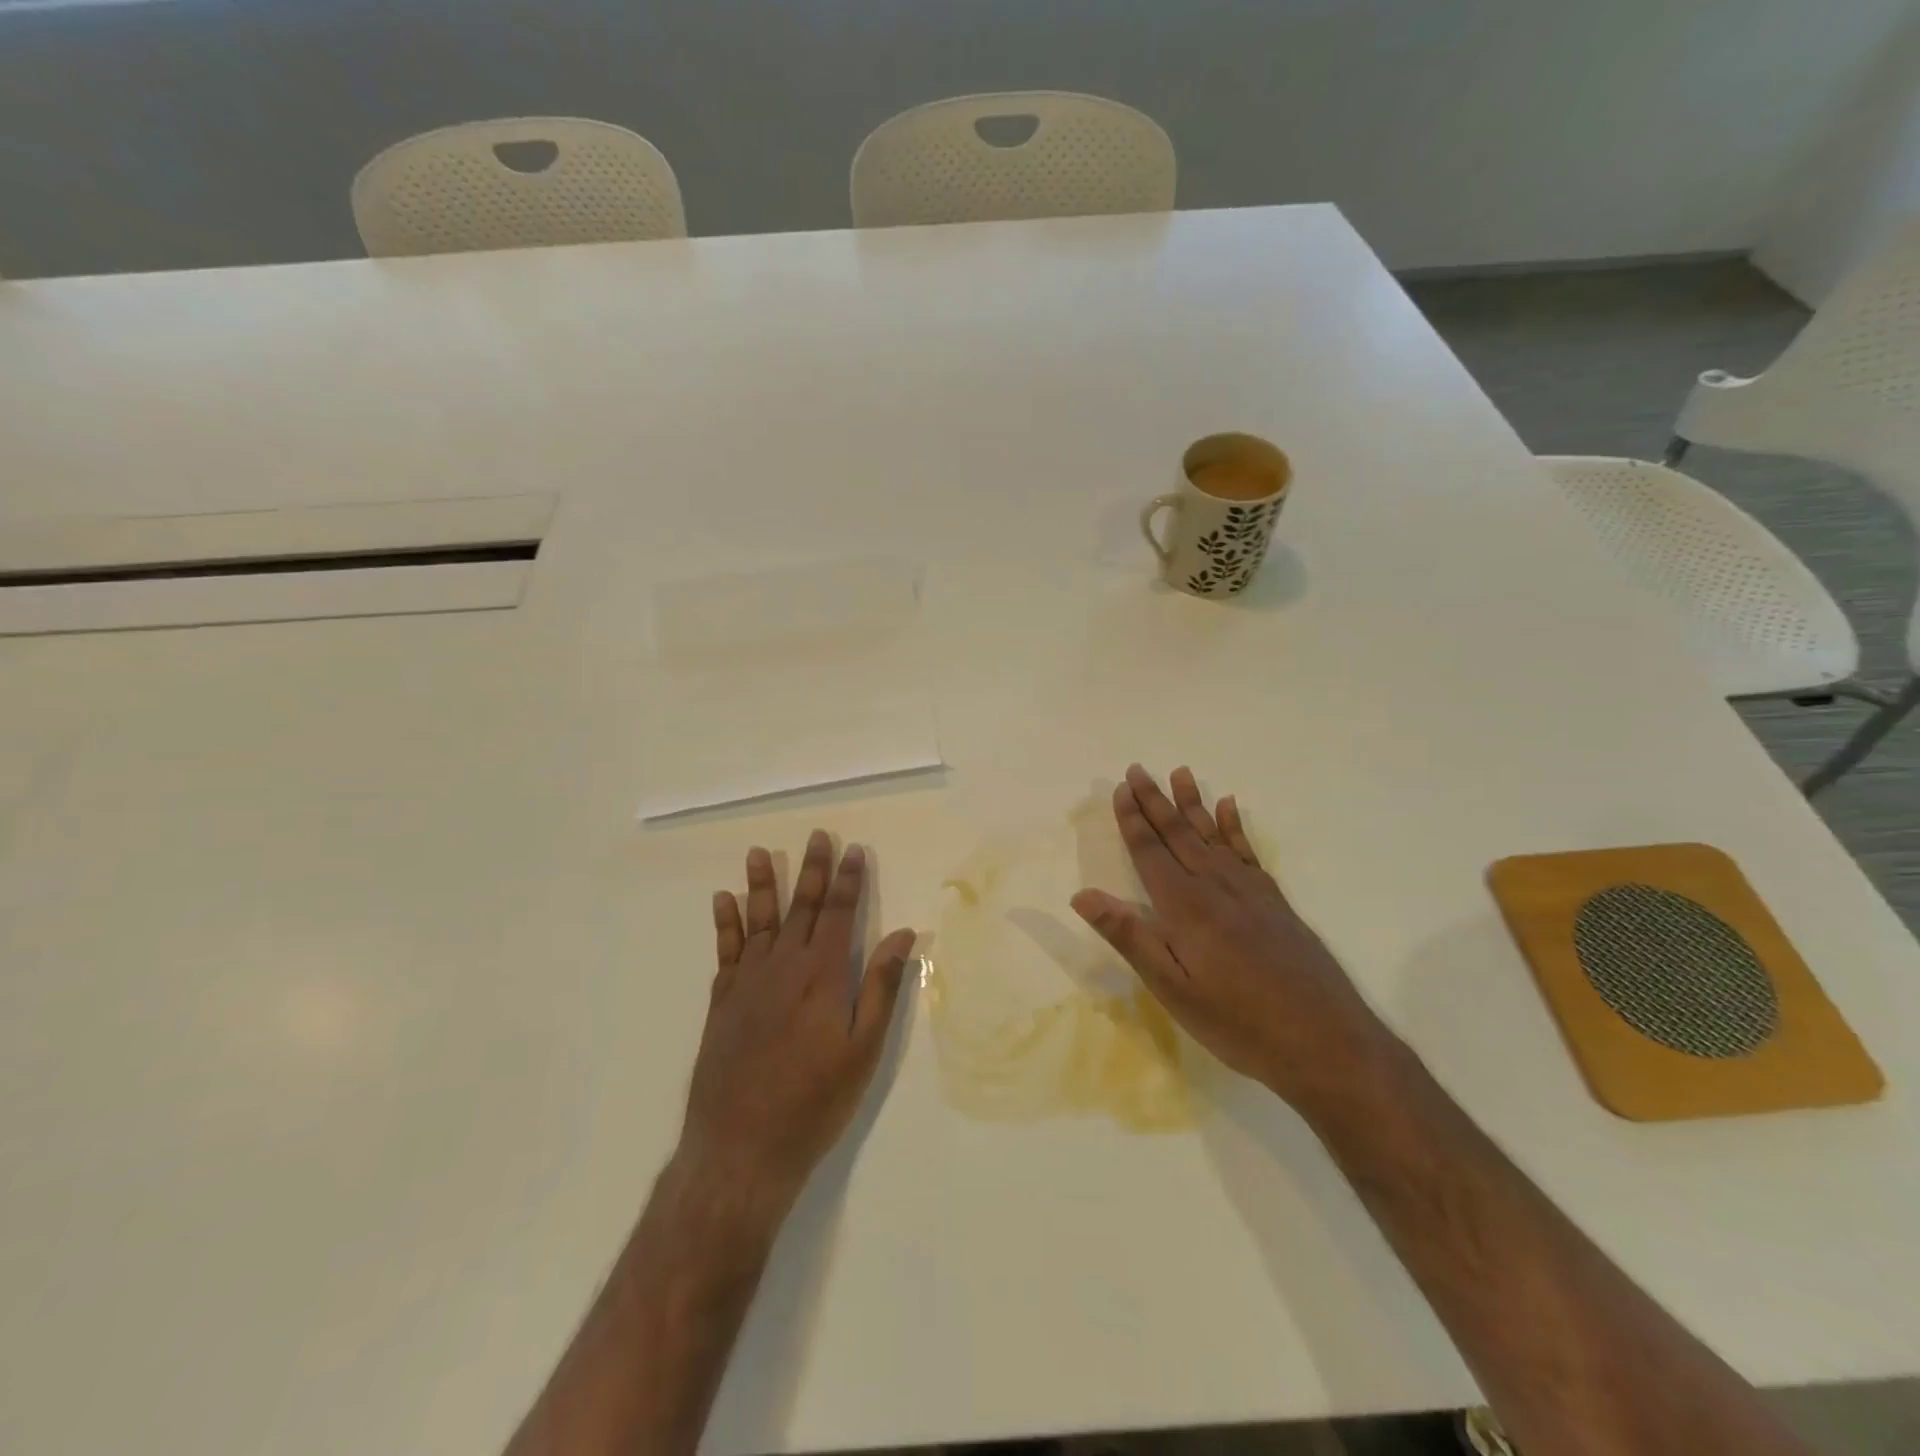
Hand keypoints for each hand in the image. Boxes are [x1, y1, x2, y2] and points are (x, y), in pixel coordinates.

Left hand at [681, 832, 917, 1213]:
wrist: (742, 1146)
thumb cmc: (815, 1100)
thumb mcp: (863, 1049)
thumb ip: (881, 987)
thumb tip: (903, 933)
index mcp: (823, 975)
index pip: (839, 914)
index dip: (848, 880)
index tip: (853, 850)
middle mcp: (784, 966)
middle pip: (801, 907)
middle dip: (812, 870)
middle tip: (817, 835)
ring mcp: (748, 981)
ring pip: (759, 919)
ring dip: (762, 884)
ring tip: (760, 852)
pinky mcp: (722, 1000)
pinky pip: (726, 949)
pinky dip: (725, 922)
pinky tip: (723, 900)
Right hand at [1071, 765, 1392, 1113]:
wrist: (1326, 1042)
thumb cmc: (1238, 1023)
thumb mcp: (1172, 989)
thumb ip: (1130, 937)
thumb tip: (1082, 895)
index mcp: (1185, 906)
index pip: (1151, 852)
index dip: (1133, 820)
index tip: (1121, 788)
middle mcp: (1216, 886)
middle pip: (1179, 833)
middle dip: (1156, 801)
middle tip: (1138, 769)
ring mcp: (1250, 891)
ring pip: (1213, 834)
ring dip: (1192, 803)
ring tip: (1180, 772)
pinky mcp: (1275, 901)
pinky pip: (1247, 851)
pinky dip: (1235, 825)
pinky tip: (1230, 807)